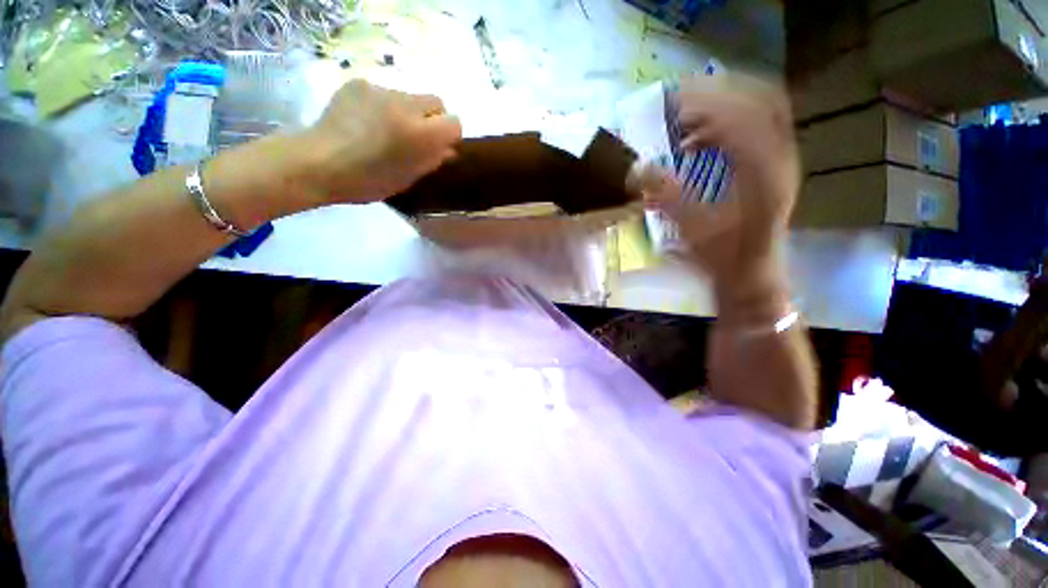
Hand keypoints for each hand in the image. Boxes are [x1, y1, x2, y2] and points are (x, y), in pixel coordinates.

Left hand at [301, 80, 461, 203]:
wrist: (318, 163)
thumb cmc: (368, 181)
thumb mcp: (409, 178)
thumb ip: (432, 160)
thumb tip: (447, 150)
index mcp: (421, 133)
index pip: (454, 122)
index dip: (449, 135)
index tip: (439, 147)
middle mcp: (406, 104)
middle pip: (436, 102)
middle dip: (432, 119)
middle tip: (416, 138)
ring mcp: (381, 90)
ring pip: (409, 97)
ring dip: (406, 112)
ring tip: (385, 131)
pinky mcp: (359, 83)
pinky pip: (383, 93)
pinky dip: (382, 106)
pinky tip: (365, 122)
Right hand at [640, 74, 799, 309]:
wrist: (750, 271)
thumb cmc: (722, 254)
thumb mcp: (692, 227)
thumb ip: (667, 195)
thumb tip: (638, 168)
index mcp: (763, 172)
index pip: (741, 117)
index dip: (705, 104)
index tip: (671, 104)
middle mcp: (780, 157)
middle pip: (760, 99)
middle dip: (718, 90)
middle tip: (681, 95)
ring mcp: (782, 158)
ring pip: (764, 108)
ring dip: (726, 101)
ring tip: (689, 112)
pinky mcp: (775, 165)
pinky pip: (760, 125)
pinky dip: (731, 119)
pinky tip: (702, 137)